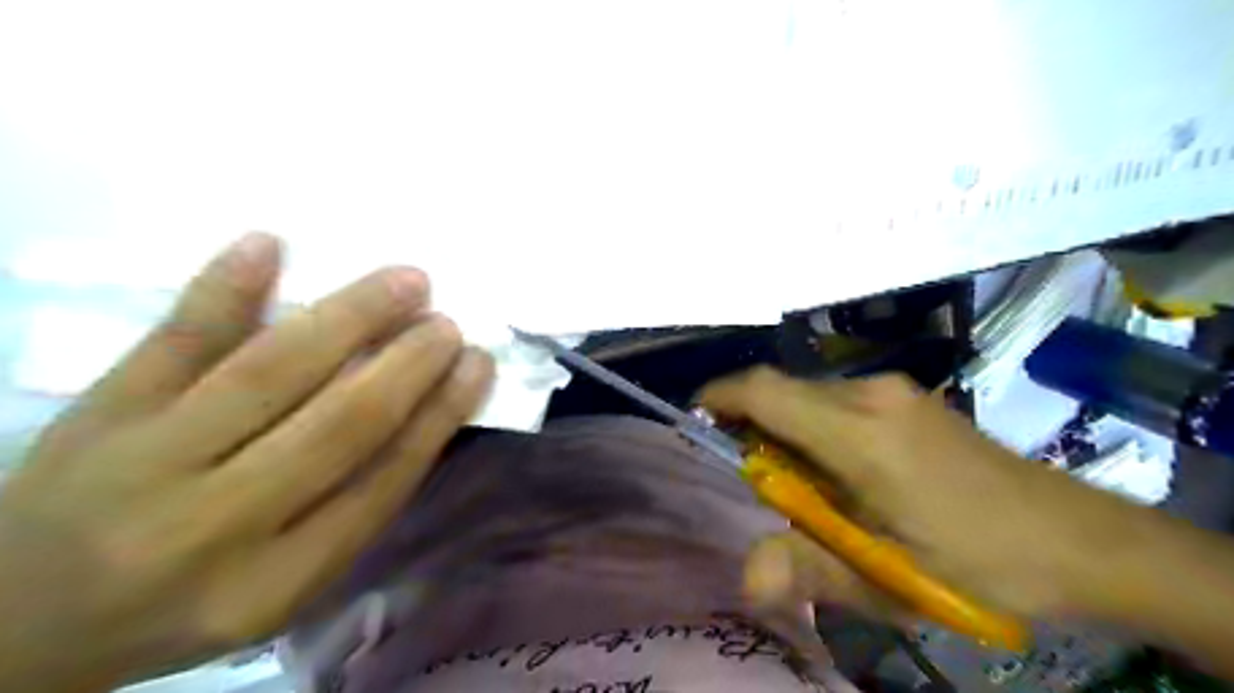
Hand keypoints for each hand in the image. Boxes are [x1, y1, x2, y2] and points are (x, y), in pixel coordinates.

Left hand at [0, 233, 490, 691]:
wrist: (16, 625)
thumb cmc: (183, 601)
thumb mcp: (282, 586)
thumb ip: (352, 510)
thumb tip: (425, 416)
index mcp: (274, 582)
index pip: (383, 482)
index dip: (440, 415)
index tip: (477, 365)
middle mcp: (215, 526)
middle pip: (338, 427)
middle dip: (407, 366)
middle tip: (447, 324)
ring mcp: (146, 462)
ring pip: (270, 372)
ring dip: (349, 318)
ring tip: (407, 281)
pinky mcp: (96, 415)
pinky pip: (171, 342)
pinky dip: (223, 289)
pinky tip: (269, 244)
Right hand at [699, 367, 1163, 628]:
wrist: (1078, 540)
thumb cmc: (979, 563)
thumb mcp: (889, 580)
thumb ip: (809, 568)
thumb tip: (744, 576)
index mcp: (859, 432)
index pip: (765, 391)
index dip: (720, 397)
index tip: (695, 420)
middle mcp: (869, 394)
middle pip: (782, 392)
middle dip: (754, 427)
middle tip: (765, 488)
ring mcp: (892, 391)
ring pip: (808, 396)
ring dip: (786, 431)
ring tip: (809, 491)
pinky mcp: (905, 398)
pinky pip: (835, 401)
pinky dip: (814, 428)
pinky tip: (843, 475)